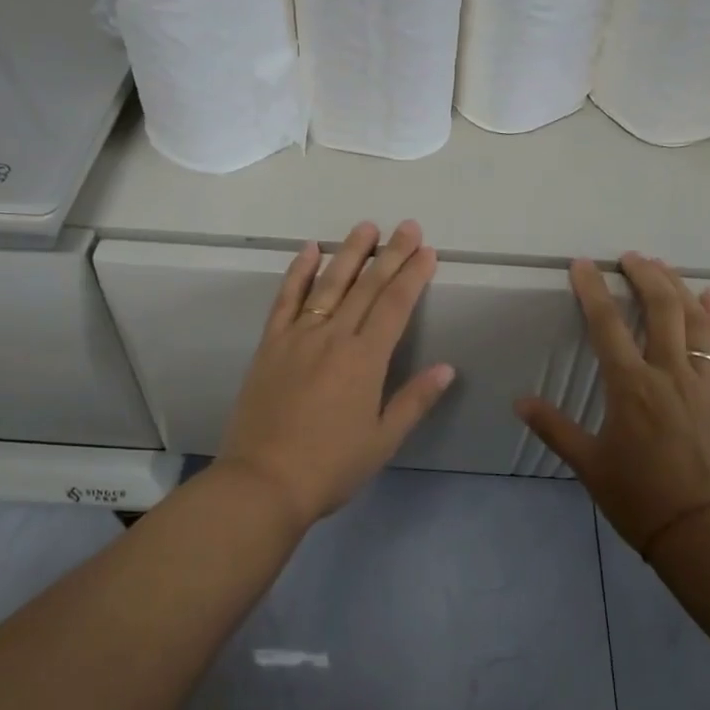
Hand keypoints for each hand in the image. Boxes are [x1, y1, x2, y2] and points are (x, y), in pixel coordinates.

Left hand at [219, 220, 454, 527]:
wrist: (263, 482)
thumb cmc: (330, 467)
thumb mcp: (382, 440)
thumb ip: (414, 400)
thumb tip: (446, 368)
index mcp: (365, 360)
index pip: (395, 306)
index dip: (413, 276)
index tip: (427, 252)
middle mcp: (333, 338)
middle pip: (367, 287)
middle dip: (391, 254)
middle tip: (408, 227)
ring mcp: (298, 337)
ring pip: (328, 284)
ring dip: (349, 253)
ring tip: (366, 227)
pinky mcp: (270, 345)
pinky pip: (286, 299)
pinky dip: (298, 272)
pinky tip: (309, 250)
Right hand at [515, 253, 709, 553]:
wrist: (701, 531)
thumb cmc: (637, 497)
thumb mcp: (588, 464)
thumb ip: (553, 427)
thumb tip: (519, 401)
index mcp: (631, 388)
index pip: (607, 325)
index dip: (593, 290)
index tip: (582, 265)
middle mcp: (669, 375)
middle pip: (661, 309)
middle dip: (645, 276)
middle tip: (630, 257)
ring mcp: (703, 383)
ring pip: (695, 321)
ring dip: (678, 288)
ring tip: (663, 266)